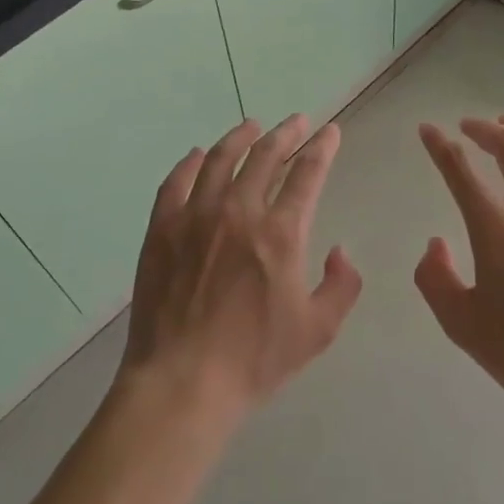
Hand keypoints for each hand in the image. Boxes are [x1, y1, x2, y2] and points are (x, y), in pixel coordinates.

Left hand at [121, 116, 362, 424]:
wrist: (182, 382)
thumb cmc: (254, 359)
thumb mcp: (317, 331)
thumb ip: (341, 286)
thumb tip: (340, 251)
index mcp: (280, 233)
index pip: (307, 174)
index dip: (322, 148)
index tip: (329, 131)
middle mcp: (238, 211)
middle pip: (265, 156)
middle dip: (286, 134)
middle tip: (297, 122)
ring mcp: (195, 216)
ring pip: (220, 159)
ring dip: (240, 138)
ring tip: (252, 126)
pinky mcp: (162, 228)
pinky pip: (176, 182)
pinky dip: (190, 163)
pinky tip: (198, 155)